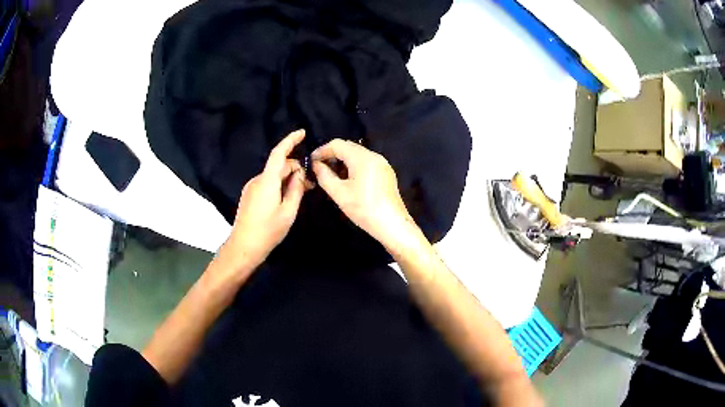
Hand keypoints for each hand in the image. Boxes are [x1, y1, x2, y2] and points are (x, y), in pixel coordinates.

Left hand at [221, 129, 310, 269]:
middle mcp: (258, 179)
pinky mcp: (250, 194)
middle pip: (279, 165)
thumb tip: (300, 174)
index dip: (290, 140)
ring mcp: (252, 187)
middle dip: (296, 169)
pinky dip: (279, 185)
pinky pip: (268, 183)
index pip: (279, 153)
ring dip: (288, 179)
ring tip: (301, 194)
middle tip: (311, 185)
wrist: (244, 246)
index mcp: (267, 181)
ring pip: (274, 175)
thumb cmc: (268, 231)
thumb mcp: (288, 212)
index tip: (302, 132)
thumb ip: (296, 189)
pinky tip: (287, 199)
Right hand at [311, 139, 415, 247]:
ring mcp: (382, 164)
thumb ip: (324, 176)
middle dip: (332, 155)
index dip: (322, 150)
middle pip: (349, 147)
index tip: (311, 161)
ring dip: (343, 162)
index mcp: (362, 158)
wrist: (392, 224)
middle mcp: (374, 156)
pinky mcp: (386, 173)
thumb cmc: (363, 208)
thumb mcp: (339, 193)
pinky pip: (366, 163)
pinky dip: (354, 167)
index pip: (338, 144)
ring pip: (358, 155)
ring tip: (331, 176)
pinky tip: (347, 181)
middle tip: (319, 168)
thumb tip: (316, 165)